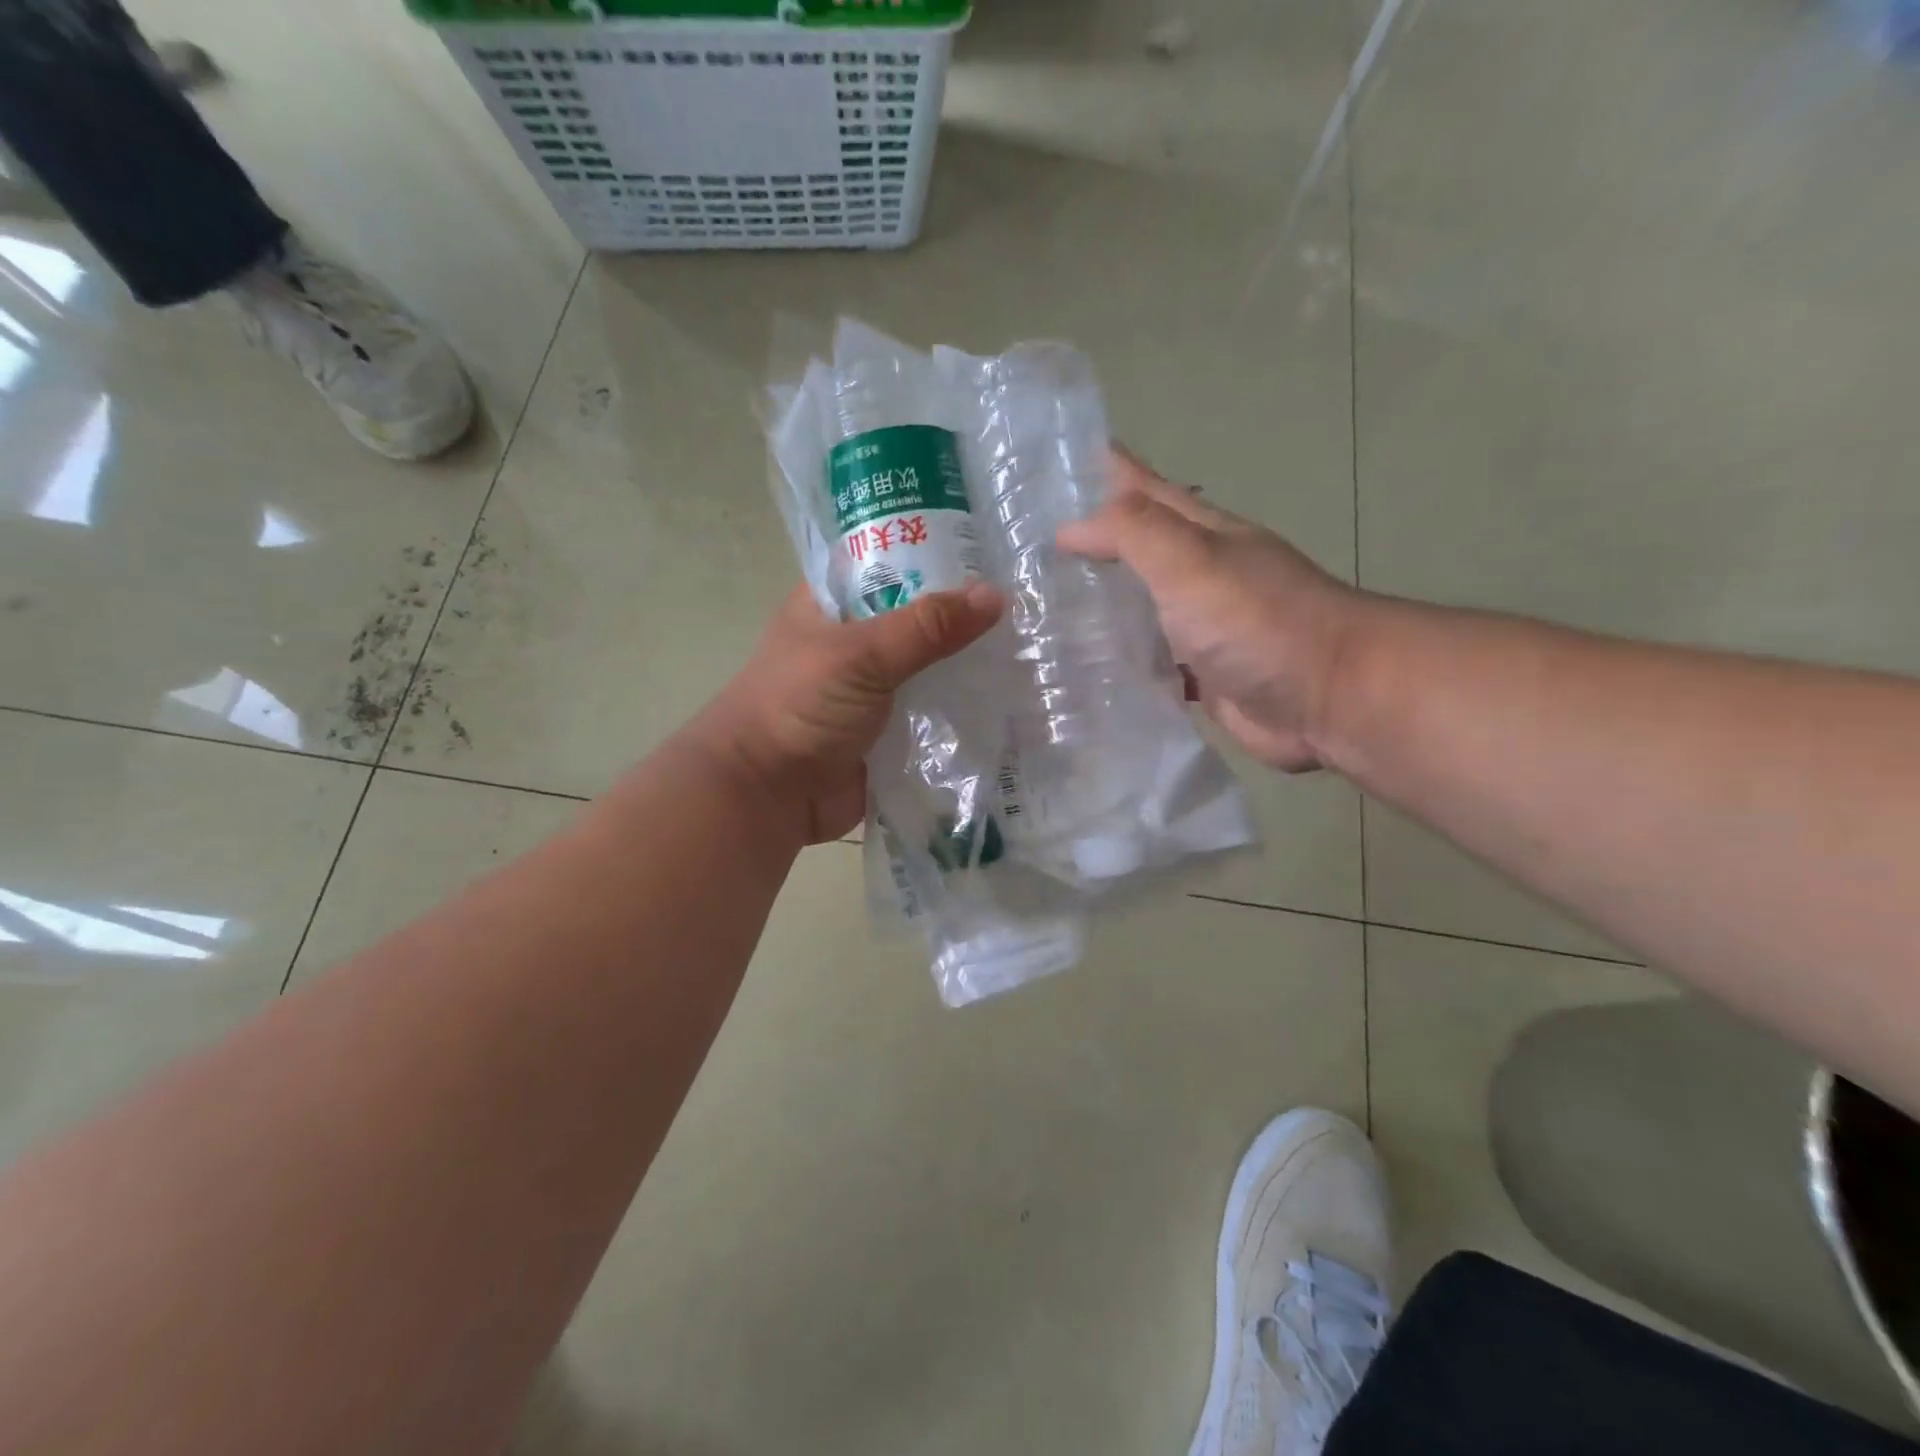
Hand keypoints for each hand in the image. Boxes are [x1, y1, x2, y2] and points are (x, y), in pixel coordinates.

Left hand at [698, 582, 1003, 843]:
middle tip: (1028, 605)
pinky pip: (934, 714)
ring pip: (931, 669)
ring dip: (969, 666)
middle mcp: (855, 642)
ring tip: (1033, 649)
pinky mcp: (889, 732)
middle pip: (919, 619)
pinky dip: (963, 710)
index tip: (994, 551)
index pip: (891, 563)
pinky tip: (1011, 700)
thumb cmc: (800, 705)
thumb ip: (927, 626)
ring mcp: (874, 690)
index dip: (937, 555)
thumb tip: (995, 595)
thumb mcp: (863, 654)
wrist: (767, 794)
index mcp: (834, 604)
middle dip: (965, 617)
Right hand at [1058, 450, 1359, 771]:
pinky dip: (1119, 659)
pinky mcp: (1202, 675)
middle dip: (1095, 541)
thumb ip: (1133, 533)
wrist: (1330, 696)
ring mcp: (1202, 627)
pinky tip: (1087, 667)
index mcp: (1201, 535)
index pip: (1146, 491)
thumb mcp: (1192, 560)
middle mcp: (1200, 575)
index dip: (1108, 472)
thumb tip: (1071, 527)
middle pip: (1139, 548)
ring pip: (1140, 606)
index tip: (1060, 463)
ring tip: (1047, 606)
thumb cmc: (1259, 620)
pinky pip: (1149, 660)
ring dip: (1101, 604)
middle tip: (1036, 544)